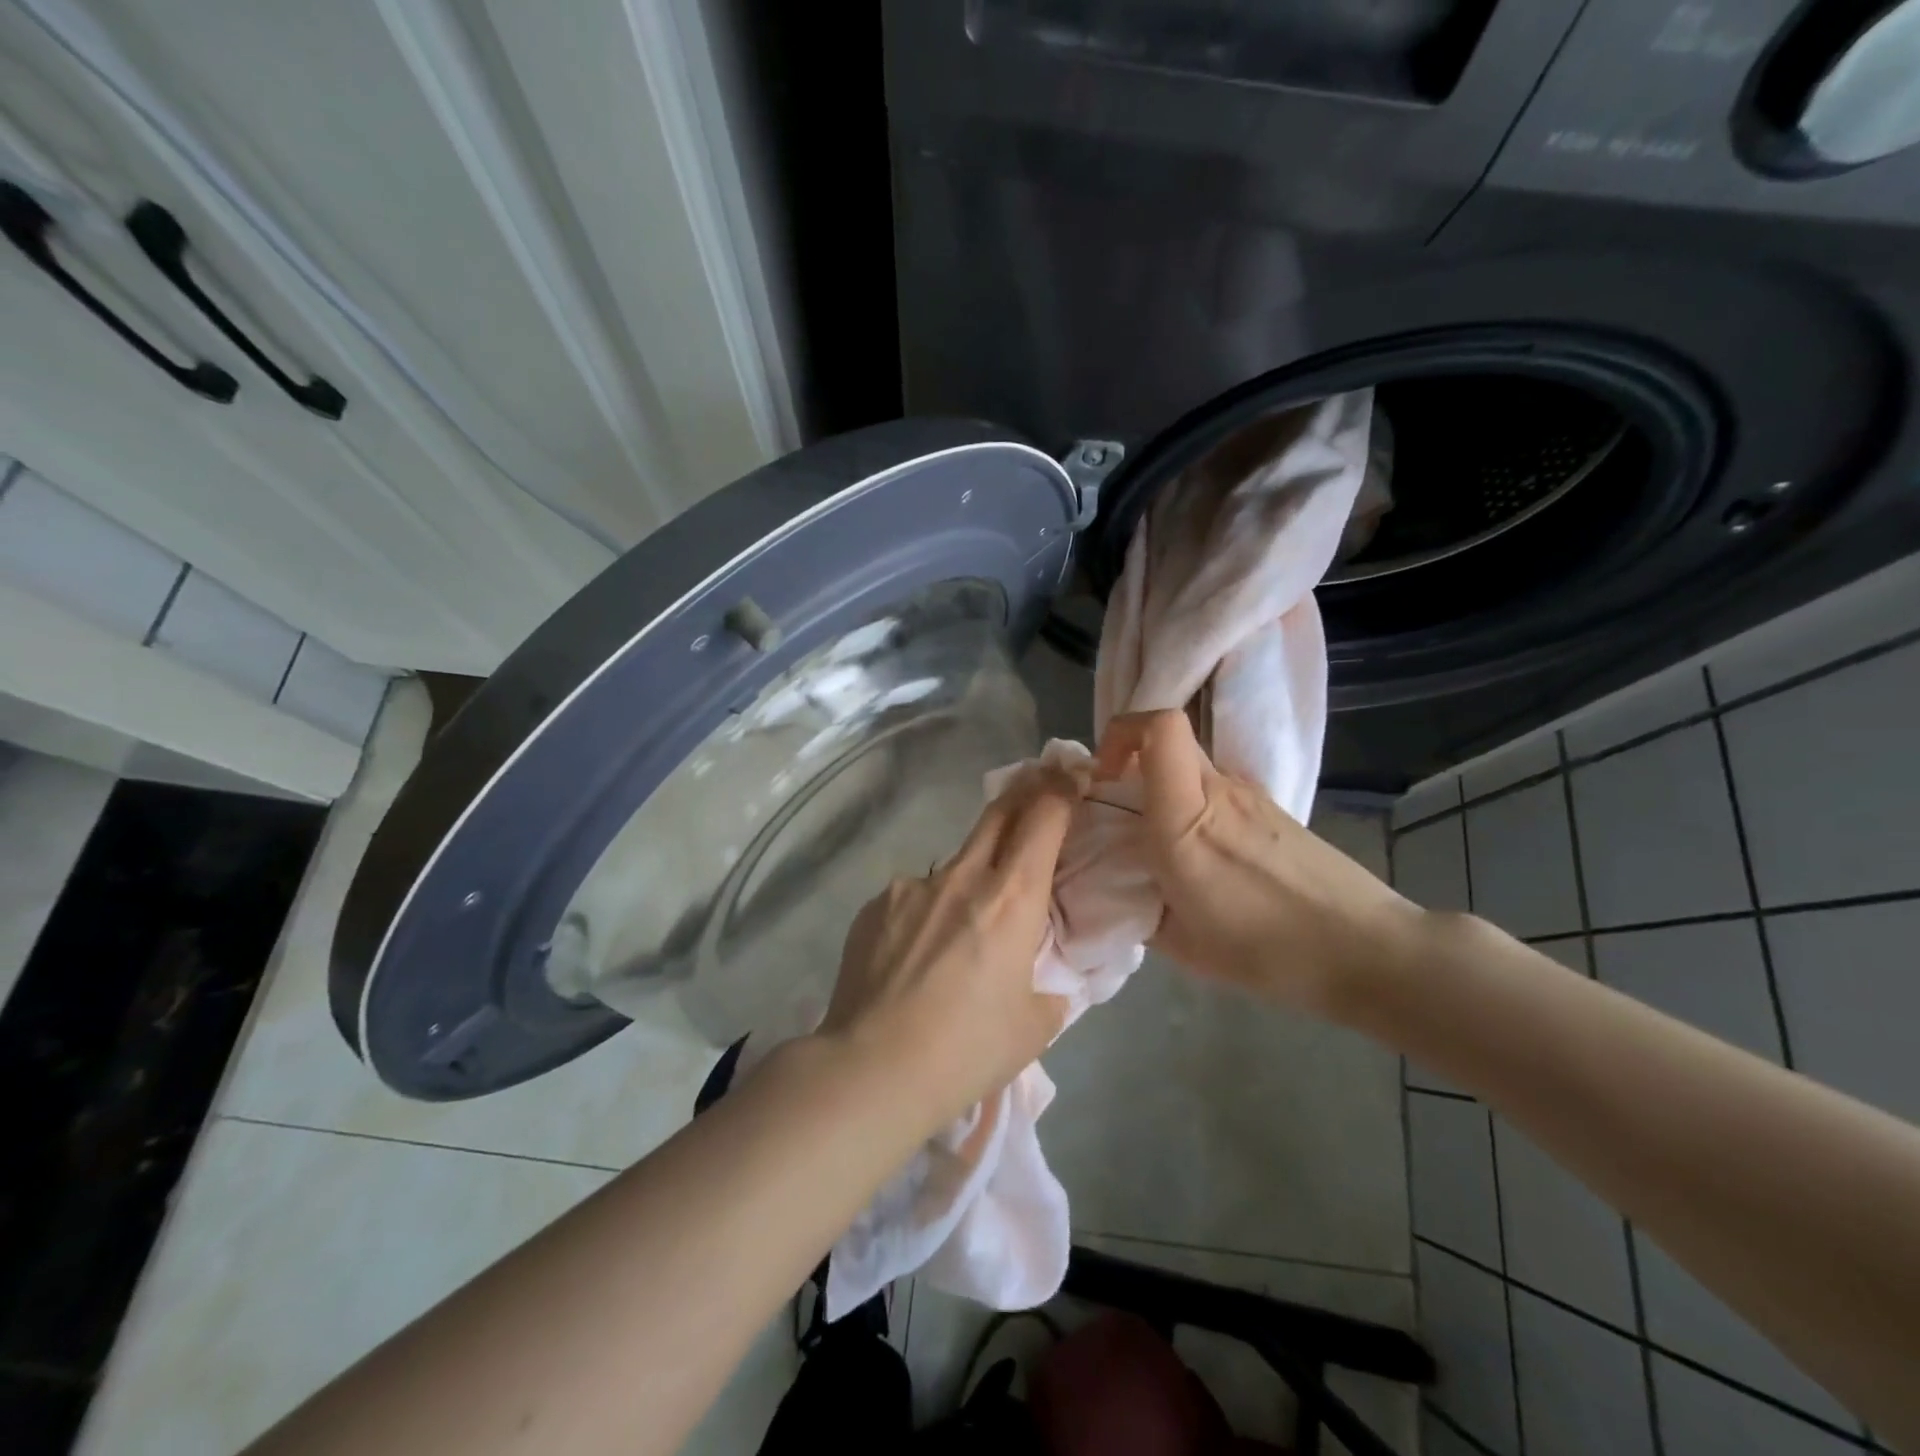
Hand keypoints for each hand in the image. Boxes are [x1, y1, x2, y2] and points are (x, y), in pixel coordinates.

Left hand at [817, 769, 1076, 1128]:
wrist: (872, 1068)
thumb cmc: (967, 1050)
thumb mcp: (1033, 1026)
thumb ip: (1049, 990)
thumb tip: (1045, 982)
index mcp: (1011, 897)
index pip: (1043, 817)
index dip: (1061, 788)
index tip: (1070, 775)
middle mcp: (961, 876)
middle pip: (998, 812)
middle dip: (1023, 795)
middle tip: (1037, 792)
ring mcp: (911, 886)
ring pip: (953, 863)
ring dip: (970, 877)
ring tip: (960, 933)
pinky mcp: (875, 904)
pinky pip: (913, 896)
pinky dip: (927, 913)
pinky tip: (914, 958)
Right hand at [1095, 710, 1425, 1015]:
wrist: (1366, 951)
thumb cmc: (1269, 952)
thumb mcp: (1181, 943)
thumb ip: (1139, 903)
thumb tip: (1124, 885)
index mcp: (1186, 820)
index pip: (1159, 727)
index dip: (1121, 733)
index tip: (1103, 775)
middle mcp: (1219, 791)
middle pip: (1168, 735)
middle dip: (1131, 755)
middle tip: (1119, 802)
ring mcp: (1251, 796)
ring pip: (1190, 764)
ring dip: (1162, 785)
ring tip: (1160, 841)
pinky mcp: (1272, 809)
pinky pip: (1216, 789)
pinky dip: (1193, 805)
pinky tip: (1204, 857)